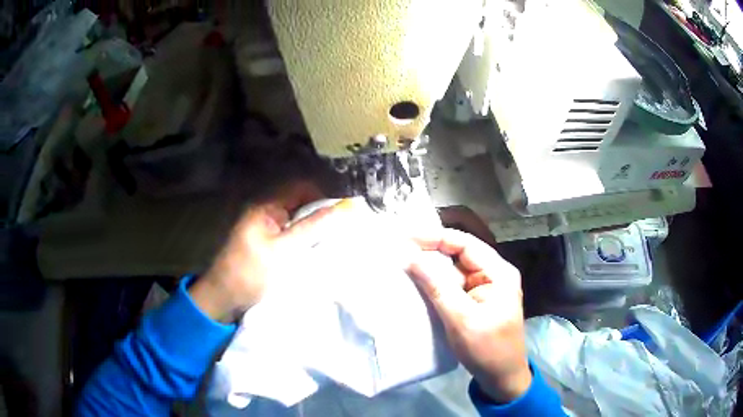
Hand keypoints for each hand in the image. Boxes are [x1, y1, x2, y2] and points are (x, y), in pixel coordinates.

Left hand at [189, 183, 349, 322]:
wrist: (224, 299)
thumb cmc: (250, 273)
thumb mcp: (282, 251)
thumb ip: (312, 229)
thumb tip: (345, 208)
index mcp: (266, 207)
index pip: (301, 188)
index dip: (324, 195)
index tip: (346, 210)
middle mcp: (267, 213)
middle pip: (301, 204)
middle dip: (323, 213)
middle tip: (347, 226)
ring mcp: (267, 230)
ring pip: (299, 221)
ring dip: (316, 229)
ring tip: (339, 237)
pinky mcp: (269, 246)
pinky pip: (293, 236)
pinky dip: (307, 241)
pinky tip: (321, 250)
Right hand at [406, 228, 530, 402]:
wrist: (501, 377)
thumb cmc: (487, 349)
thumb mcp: (461, 319)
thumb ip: (437, 286)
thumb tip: (412, 258)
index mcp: (499, 273)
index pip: (466, 244)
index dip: (436, 238)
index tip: (407, 237)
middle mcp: (494, 275)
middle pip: (460, 254)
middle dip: (432, 251)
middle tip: (401, 249)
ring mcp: (486, 288)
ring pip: (455, 270)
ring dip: (432, 268)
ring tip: (405, 263)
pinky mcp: (477, 301)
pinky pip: (454, 286)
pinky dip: (437, 284)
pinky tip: (419, 283)